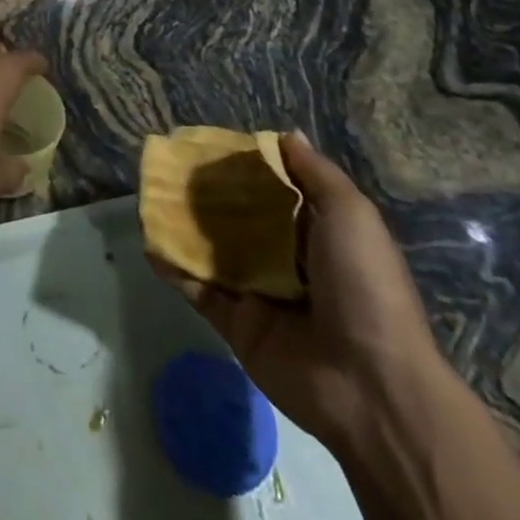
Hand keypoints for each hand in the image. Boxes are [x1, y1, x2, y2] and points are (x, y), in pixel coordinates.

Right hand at [154, 134, 446, 448]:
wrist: (370, 385)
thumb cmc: (364, 286)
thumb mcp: (351, 215)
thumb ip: (315, 174)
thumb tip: (285, 134)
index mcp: (318, 234)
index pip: (276, 192)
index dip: (247, 168)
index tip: (211, 144)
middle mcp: (287, 261)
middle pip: (240, 220)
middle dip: (209, 196)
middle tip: (172, 166)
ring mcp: (260, 294)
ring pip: (214, 252)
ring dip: (185, 227)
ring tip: (152, 197)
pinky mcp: (237, 325)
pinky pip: (199, 292)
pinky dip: (175, 269)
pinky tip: (150, 244)